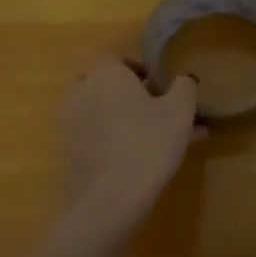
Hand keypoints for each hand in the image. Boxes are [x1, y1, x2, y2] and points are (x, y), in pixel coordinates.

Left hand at [58, 58, 200, 234]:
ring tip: (162, 137)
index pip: (115, 57)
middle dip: (131, 93)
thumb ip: (184, 87)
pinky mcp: (71, 153)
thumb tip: (183, 79)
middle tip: (159, 108)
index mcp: (104, 74)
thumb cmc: (148, 143)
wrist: (110, 199)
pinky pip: (98, 136)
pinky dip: (117, 139)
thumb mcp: (180, 110)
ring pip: (104, 113)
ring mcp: (71, 124)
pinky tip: (146, 157)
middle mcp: (81, 92)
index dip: (138, 67)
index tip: (159, 84)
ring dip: (127, 118)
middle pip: (106, 85)